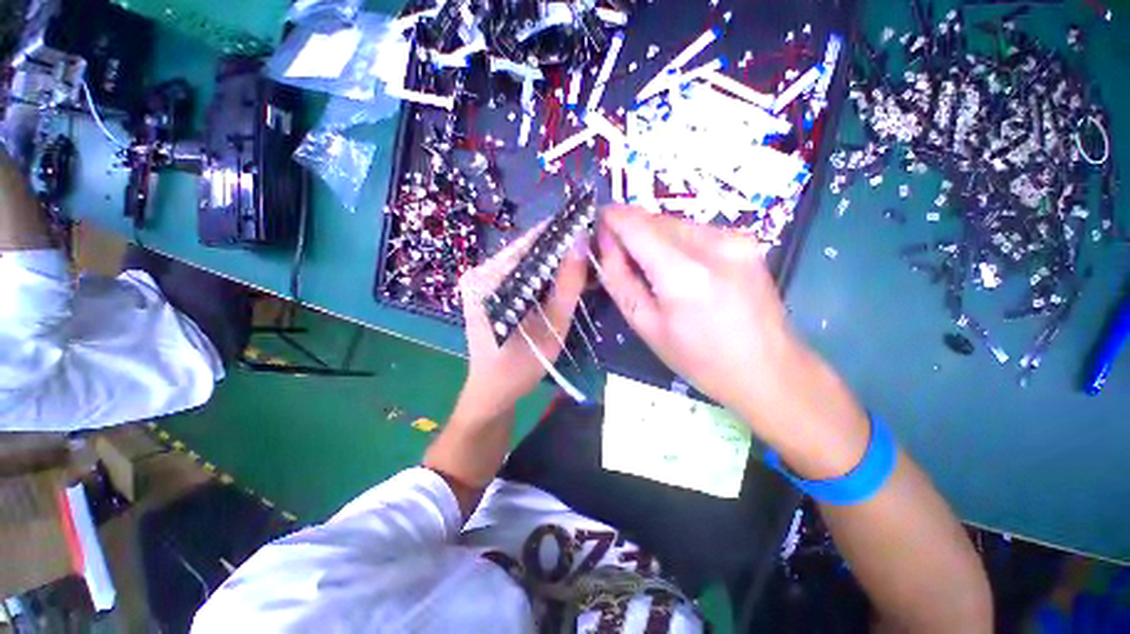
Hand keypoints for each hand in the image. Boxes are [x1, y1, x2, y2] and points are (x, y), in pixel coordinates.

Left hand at [456, 223, 586, 420]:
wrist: (494, 391)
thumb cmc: (521, 365)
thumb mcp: (551, 326)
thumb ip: (567, 285)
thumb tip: (582, 242)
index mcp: (487, 279)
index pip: (528, 244)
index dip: (559, 234)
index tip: (588, 228)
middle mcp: (479, 274)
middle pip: (526, 252)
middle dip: (558, 251)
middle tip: (590, 250)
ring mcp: (482, 282)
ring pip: (526, 263)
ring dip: (552, 263)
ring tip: (581, 263)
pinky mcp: (488, 292)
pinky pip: (521, 276)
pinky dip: (542, 277)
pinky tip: (562, 279)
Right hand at [596, 205, 801, 425]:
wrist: (768, 369)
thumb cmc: (699, 359)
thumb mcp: (646, 326)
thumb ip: (620, 279)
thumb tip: (605, 244)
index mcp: (683, 274)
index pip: (636, 225)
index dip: (612, 217)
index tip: (597, 223)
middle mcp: (713, 244)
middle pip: (656, 219)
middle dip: (631, 229)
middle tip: (618, 253)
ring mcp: (736, 238)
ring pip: (675, 223)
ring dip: (654, 236)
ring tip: (650, 267)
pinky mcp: (747, 240)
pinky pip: (696, 230)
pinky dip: (676, 241)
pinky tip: (679, 268)